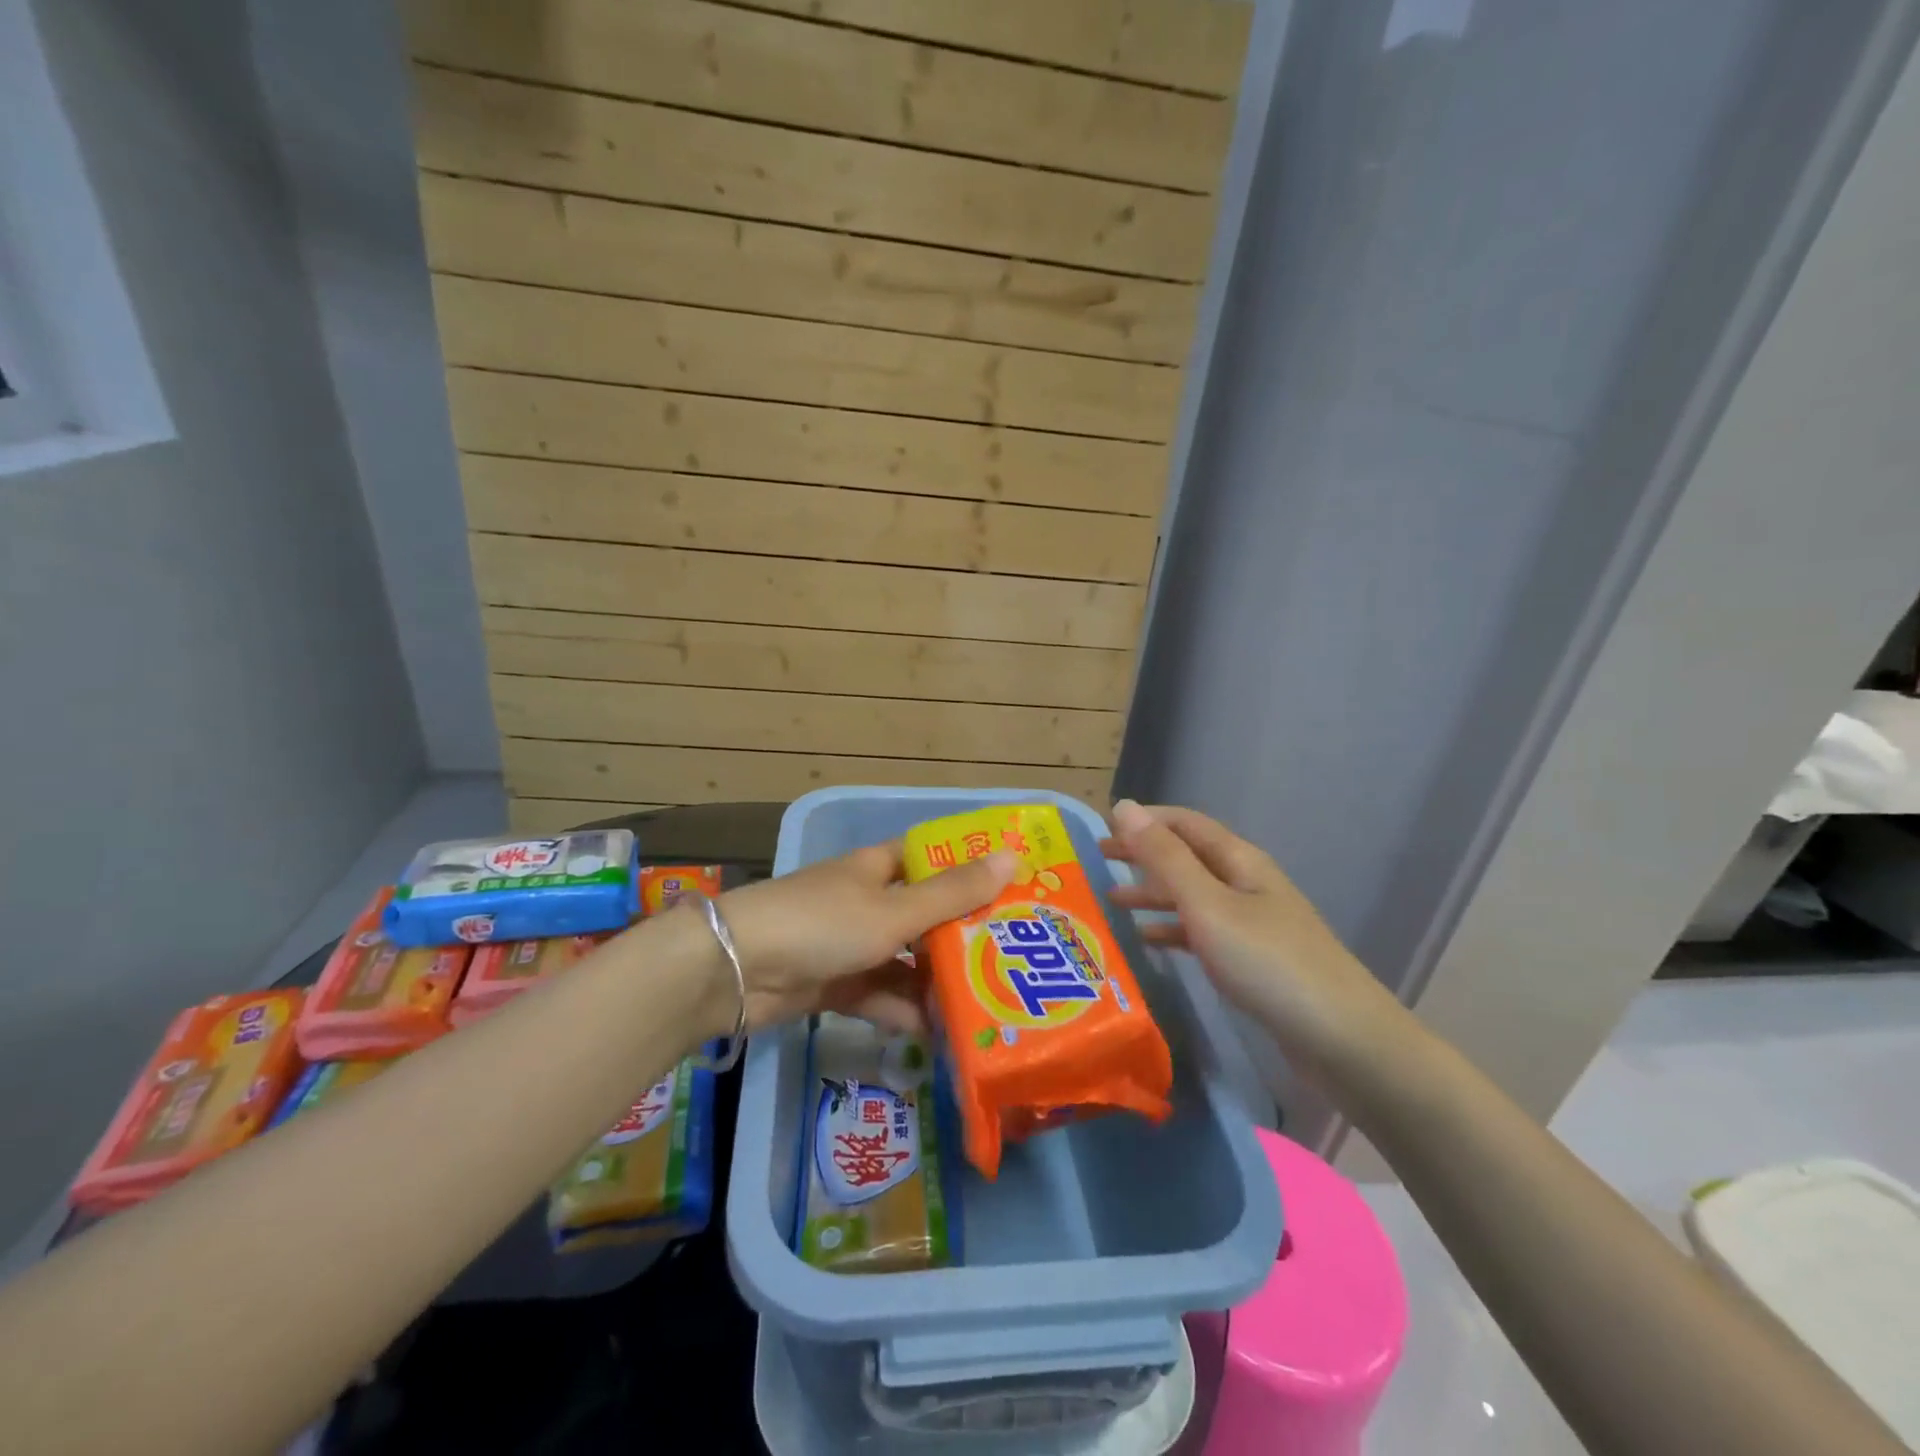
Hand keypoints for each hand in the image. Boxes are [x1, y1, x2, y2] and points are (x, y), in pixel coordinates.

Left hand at [717, 841, 1016, 1033]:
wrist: (737, 970)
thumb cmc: (823, 923)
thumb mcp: (894, 911)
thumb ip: (953, 894)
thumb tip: (1013, 857)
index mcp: (879, 868)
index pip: (932, 860)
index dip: (968, 870)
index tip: (1012, 890)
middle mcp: (867, 901)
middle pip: (924, 916)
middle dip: (960, 937)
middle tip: (1010, 960)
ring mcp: (849, 944)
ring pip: (904, 961)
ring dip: (934, 983)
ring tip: (982, 1007)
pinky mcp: (834, 984)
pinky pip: (879, 995)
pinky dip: (902, 1010)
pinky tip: (936, 1033)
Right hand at [1101, 800, 1400, 1066]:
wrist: (1344, 1042)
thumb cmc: (1269, 964)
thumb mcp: (1208, 905)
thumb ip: (1164, 858)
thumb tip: (1125, 806)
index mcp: (1239, 861)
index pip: (1184, 823)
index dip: (1144, 820)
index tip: (1099, 828)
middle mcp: (1245, 884)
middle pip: (1186, 858)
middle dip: (1142, 856)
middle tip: (1095, 864)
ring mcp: (1252, 923)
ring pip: (1191, 896)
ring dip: (1152, 894)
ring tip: (1109, 903)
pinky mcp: (1253, 960)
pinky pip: (1202, 932)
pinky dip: (1172, 930)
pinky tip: (1147, 941)